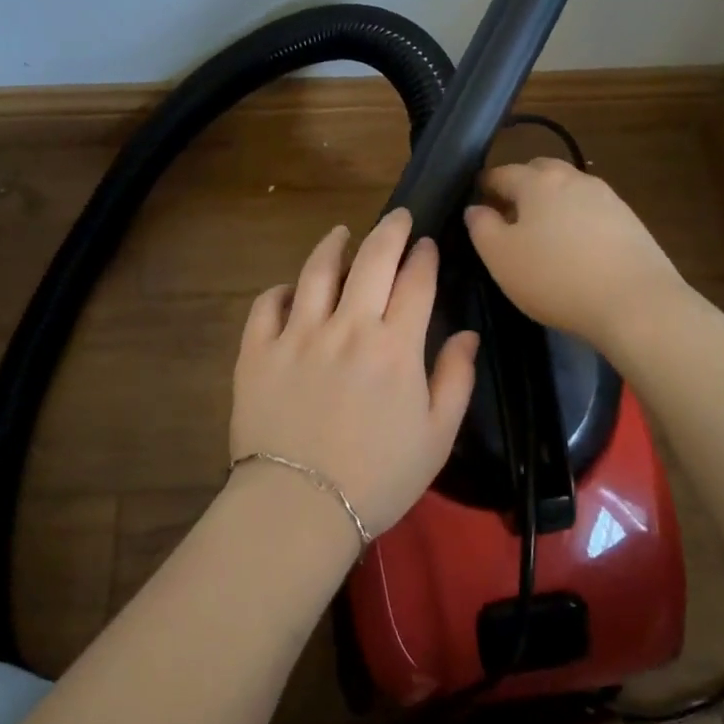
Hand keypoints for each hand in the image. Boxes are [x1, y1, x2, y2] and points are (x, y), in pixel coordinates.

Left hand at [230, 208, 479, 535]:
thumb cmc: (378, 478)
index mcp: (395, 347)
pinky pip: (267, 304)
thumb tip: (466, 334)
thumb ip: (456, 379)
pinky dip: (281, 290)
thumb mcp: (437, 437)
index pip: (415, 283)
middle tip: (397, 217)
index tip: (427, 245)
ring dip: (334, 245)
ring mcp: (297, 334)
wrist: (300, 507)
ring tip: (341, 233)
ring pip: (317, 270)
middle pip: (372, 260)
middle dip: (389, 230)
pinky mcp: (257, 350)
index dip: (424, 257)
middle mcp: (347, 327)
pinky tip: (292, 289)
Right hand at [464, 158, 684, 352]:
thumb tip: (476, 208)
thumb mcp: (501, 257)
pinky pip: (592, 212)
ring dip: (551, 204)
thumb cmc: (555, 277)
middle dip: (521, 187)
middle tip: (509, 217)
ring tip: (542, 236)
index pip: (501, 173)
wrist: (636, 303)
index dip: (484, 187)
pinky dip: (576, 221)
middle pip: (540, 172)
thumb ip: (481, 227)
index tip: (476, 203)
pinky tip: (575, 249)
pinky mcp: (630, 222)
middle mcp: (574, 178)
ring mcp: (607, 198)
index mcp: (538, 181)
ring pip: (569, 191)